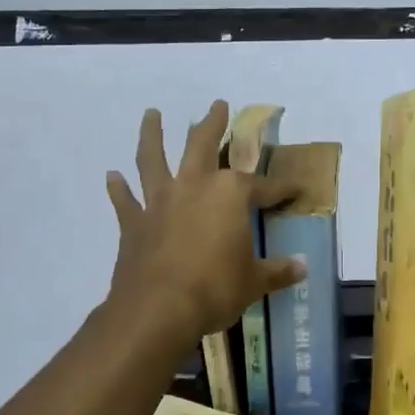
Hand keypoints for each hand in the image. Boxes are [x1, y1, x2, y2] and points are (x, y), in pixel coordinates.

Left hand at [105, 100, 304, 345]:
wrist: (158, 309)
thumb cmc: (215, 289)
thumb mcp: (254, 282)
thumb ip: (277, 271)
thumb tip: (303, 268)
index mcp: (230, 195)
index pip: (262, 186)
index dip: (281, 188)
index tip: (295, 188)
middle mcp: (193, 186)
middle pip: (202, 145)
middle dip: (212, 124)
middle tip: (217, 105)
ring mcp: (160, 201)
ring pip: (153, 158)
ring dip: (152, 134)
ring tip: (151, 113)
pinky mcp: (134, 222)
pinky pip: (125, 200)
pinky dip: (118, 188)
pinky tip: (112, 176)